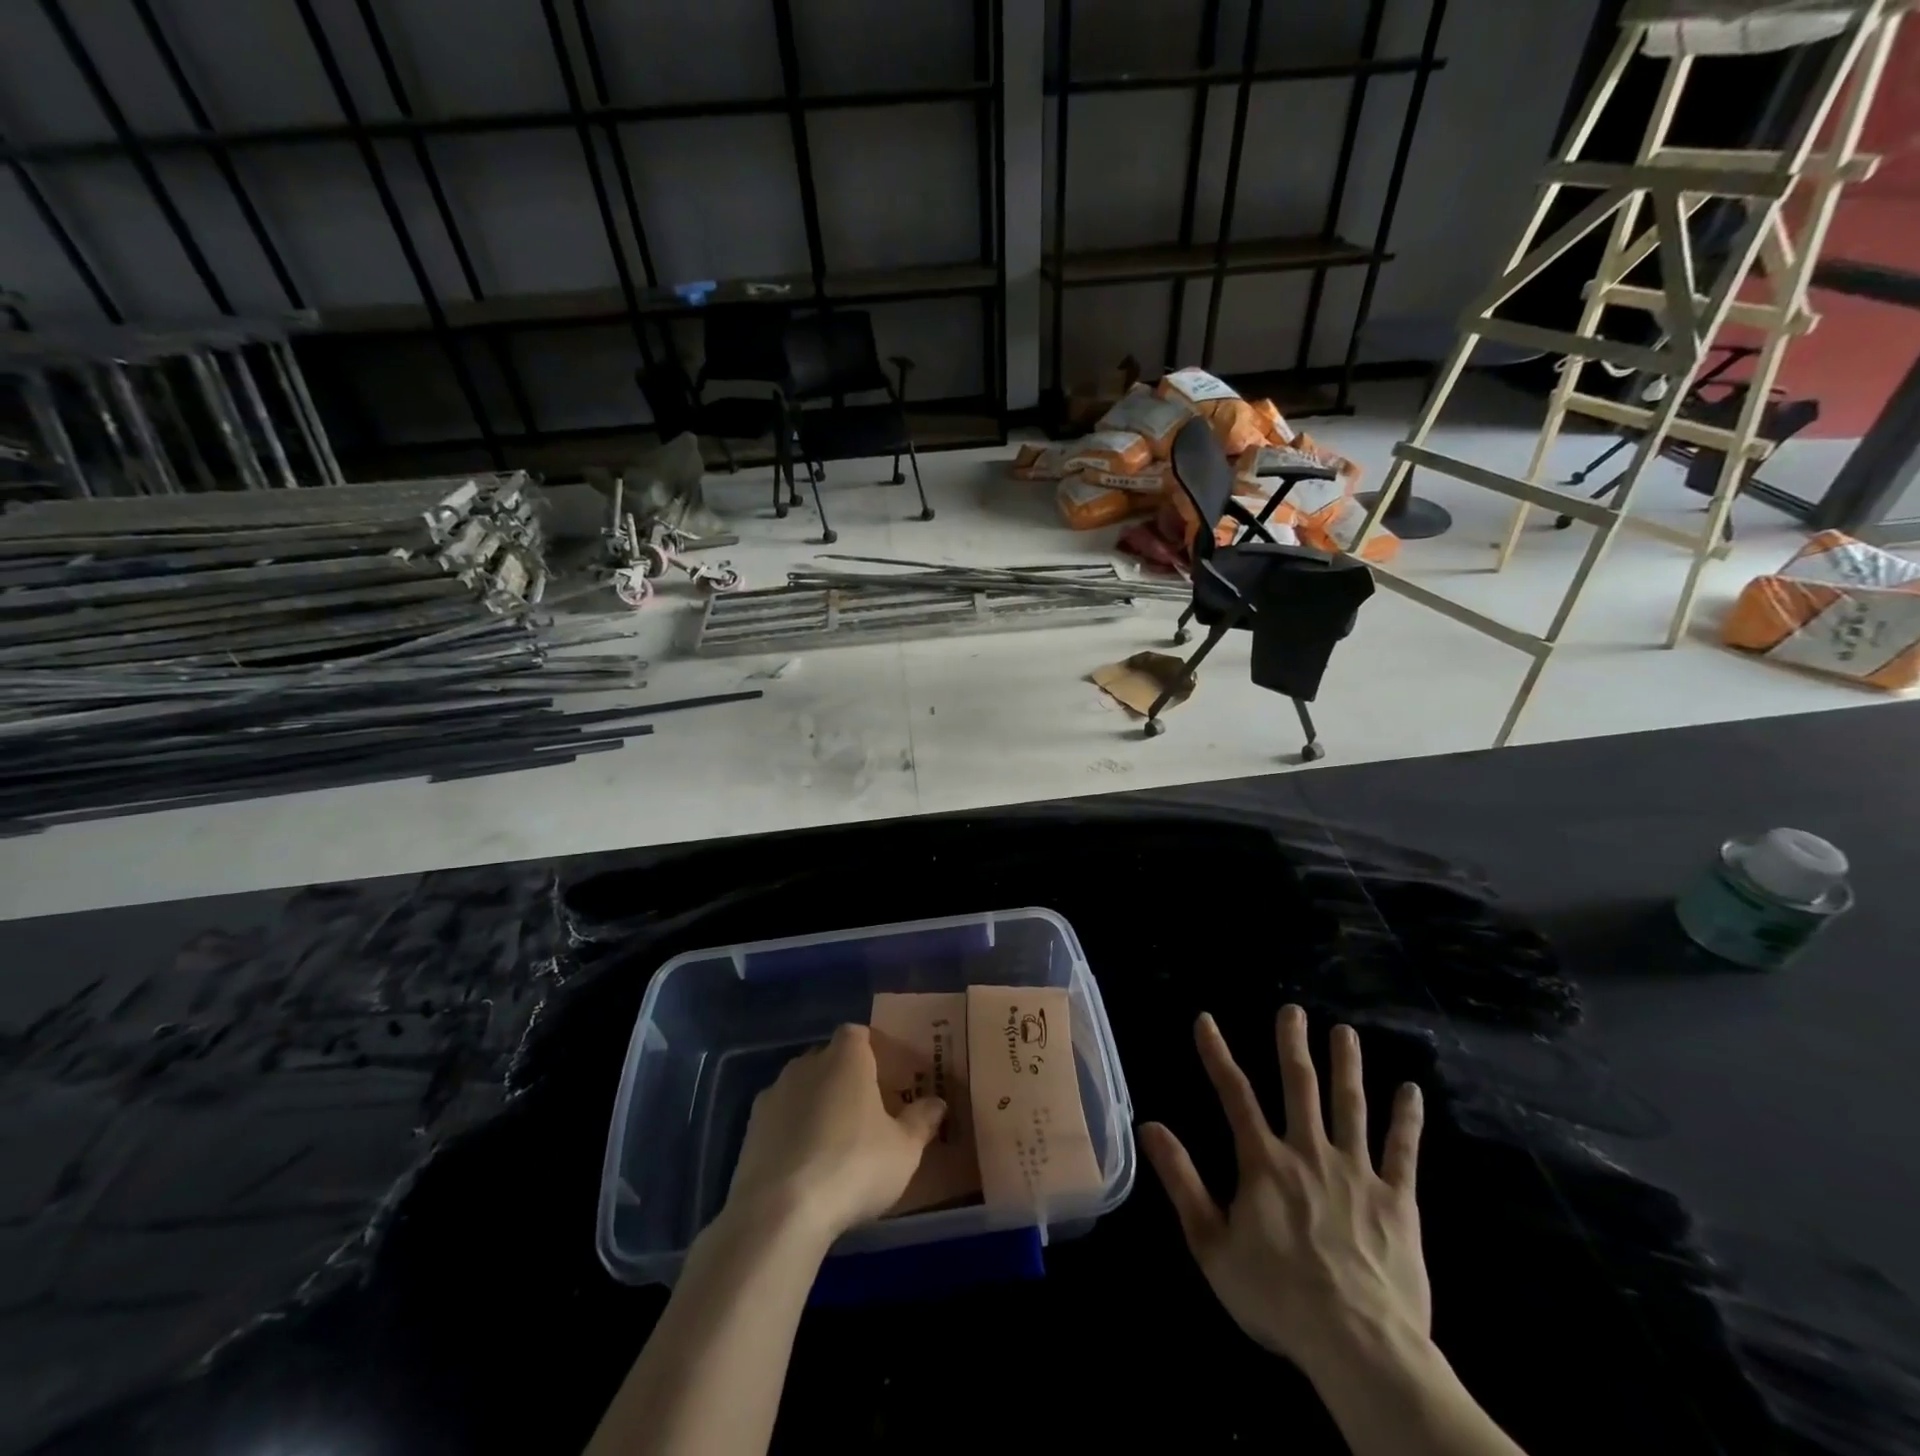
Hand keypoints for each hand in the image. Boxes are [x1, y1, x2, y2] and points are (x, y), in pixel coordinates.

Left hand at [726, 1023, 946, 1242]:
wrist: (779, 1212)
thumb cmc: (853, 1167)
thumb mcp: (904, 1150)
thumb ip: (921, 1121)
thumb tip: (937, 1103)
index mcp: (846, 1057)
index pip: (858, 1034)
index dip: (872, 1050)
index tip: (887, 1076)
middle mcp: (806, 1063)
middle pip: (829, 1059)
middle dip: (845, 1078)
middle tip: (866, 1111)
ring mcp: (774, 1094)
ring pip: (802, 1088)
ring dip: (817, 1104)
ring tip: (835, 1140)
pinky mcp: (750, 1129)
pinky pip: (780, 1118)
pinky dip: (793, 1131)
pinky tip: (805, 1164)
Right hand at [1140, 1007, 1428, 1382]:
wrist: (1359, 1345)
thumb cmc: (1277, 1295)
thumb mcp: (1211, 1243)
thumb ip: (1181, 1179)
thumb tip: (1149, 1125)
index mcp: (1264, 1161)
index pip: (1234, 1094)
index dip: (1216, 1053)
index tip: (1205, 1020)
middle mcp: (1309, 1152)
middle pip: (1300, 1086)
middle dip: (1293, 1044)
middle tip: (1292, 1010)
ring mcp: (1357, 1172)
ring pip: (1350, 1106)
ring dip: (1347, 1066)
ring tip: (1344, 1032)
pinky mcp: (1397, 1201)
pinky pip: (1402, 1151)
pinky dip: (1407, 1119)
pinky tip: (1412, 1090)